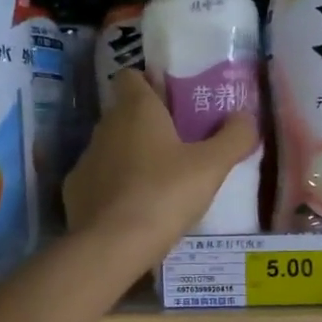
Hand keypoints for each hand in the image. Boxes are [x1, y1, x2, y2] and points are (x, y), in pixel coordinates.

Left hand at [64, 71, 257, 267]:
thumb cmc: (163, 195)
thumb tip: (246, 117)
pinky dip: (115, 188)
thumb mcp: (211, 167)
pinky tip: (135, 209)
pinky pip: (100, 180)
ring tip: (161, 183)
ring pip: (113, 148)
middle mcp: (105, 126)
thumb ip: (234, 137)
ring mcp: (86, 159)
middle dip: (150, 125)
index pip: (133, 76)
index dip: (152, 84)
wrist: (110, 246)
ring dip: (133, 158)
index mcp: (136, 109)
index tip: (175, 103)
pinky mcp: (75, 191)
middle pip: (126, 113)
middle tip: (181, 146)